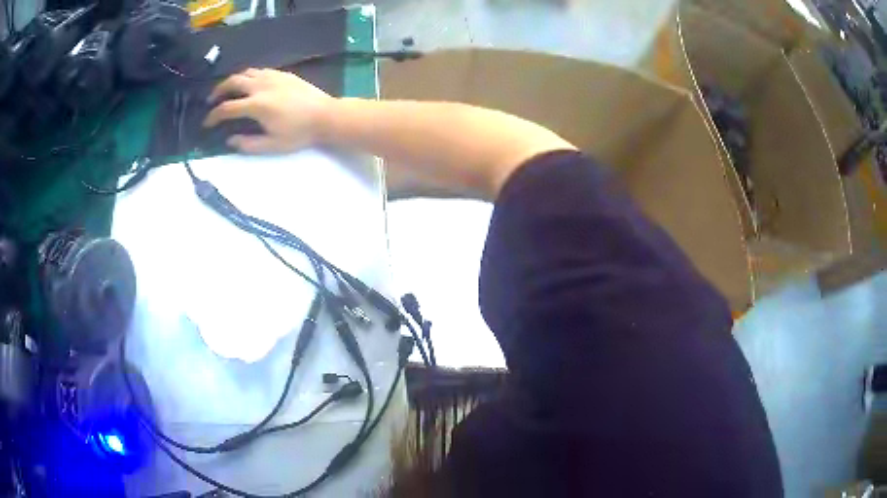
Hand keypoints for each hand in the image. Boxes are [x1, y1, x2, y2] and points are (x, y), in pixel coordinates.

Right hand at [204, 68, 332, 153]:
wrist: (326, 116)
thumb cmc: (299, 133)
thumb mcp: (272, 145)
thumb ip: (248, 144)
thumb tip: (230, 140)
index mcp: (256, 105)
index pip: (227, 108)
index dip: (213, 116)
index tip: (207, 123)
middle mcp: (261, 86)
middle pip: (232, 82)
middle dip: (218, 91)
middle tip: (212, 100)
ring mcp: (273, 76)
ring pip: (246, 72)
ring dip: (233, 81)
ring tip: (228, 91)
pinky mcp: (283, 73)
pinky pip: (260, 71)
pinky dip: (249, 76)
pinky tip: (250, 84)